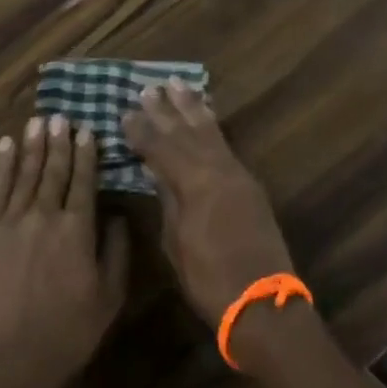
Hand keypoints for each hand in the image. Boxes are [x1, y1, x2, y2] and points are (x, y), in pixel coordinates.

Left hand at [0, 115, 128, 387]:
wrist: (7, 361)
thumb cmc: (66, 334)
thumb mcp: (108, 299)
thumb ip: (116, 253)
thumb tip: (116, 216)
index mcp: (77, 231)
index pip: (83, 182)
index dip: (86, 154)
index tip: (87, 131)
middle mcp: (44, 216)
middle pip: (53, 171)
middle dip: (59, 142)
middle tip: (61, 116)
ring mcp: (11, 223)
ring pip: (24, 174)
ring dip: (32, 146)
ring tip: (38, 121)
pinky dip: (1, 166)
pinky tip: (5, 147)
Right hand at [123, 80, 291, 328]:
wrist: (262, 302)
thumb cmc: (209, 279)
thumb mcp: (176, 242)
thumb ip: (168, 201)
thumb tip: (158, 173)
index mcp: (194, 183)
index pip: (161, 148)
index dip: (141, 131)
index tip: (124, 112)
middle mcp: (217, 170)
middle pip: (187, 132)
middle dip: (166, 110)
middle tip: (149, 88)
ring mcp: (237, 175)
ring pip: (210, 132)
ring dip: (193, 108)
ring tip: (179, 85)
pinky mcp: (249, 185)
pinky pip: (226, 144)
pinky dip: (212, 126)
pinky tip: (207, 116)